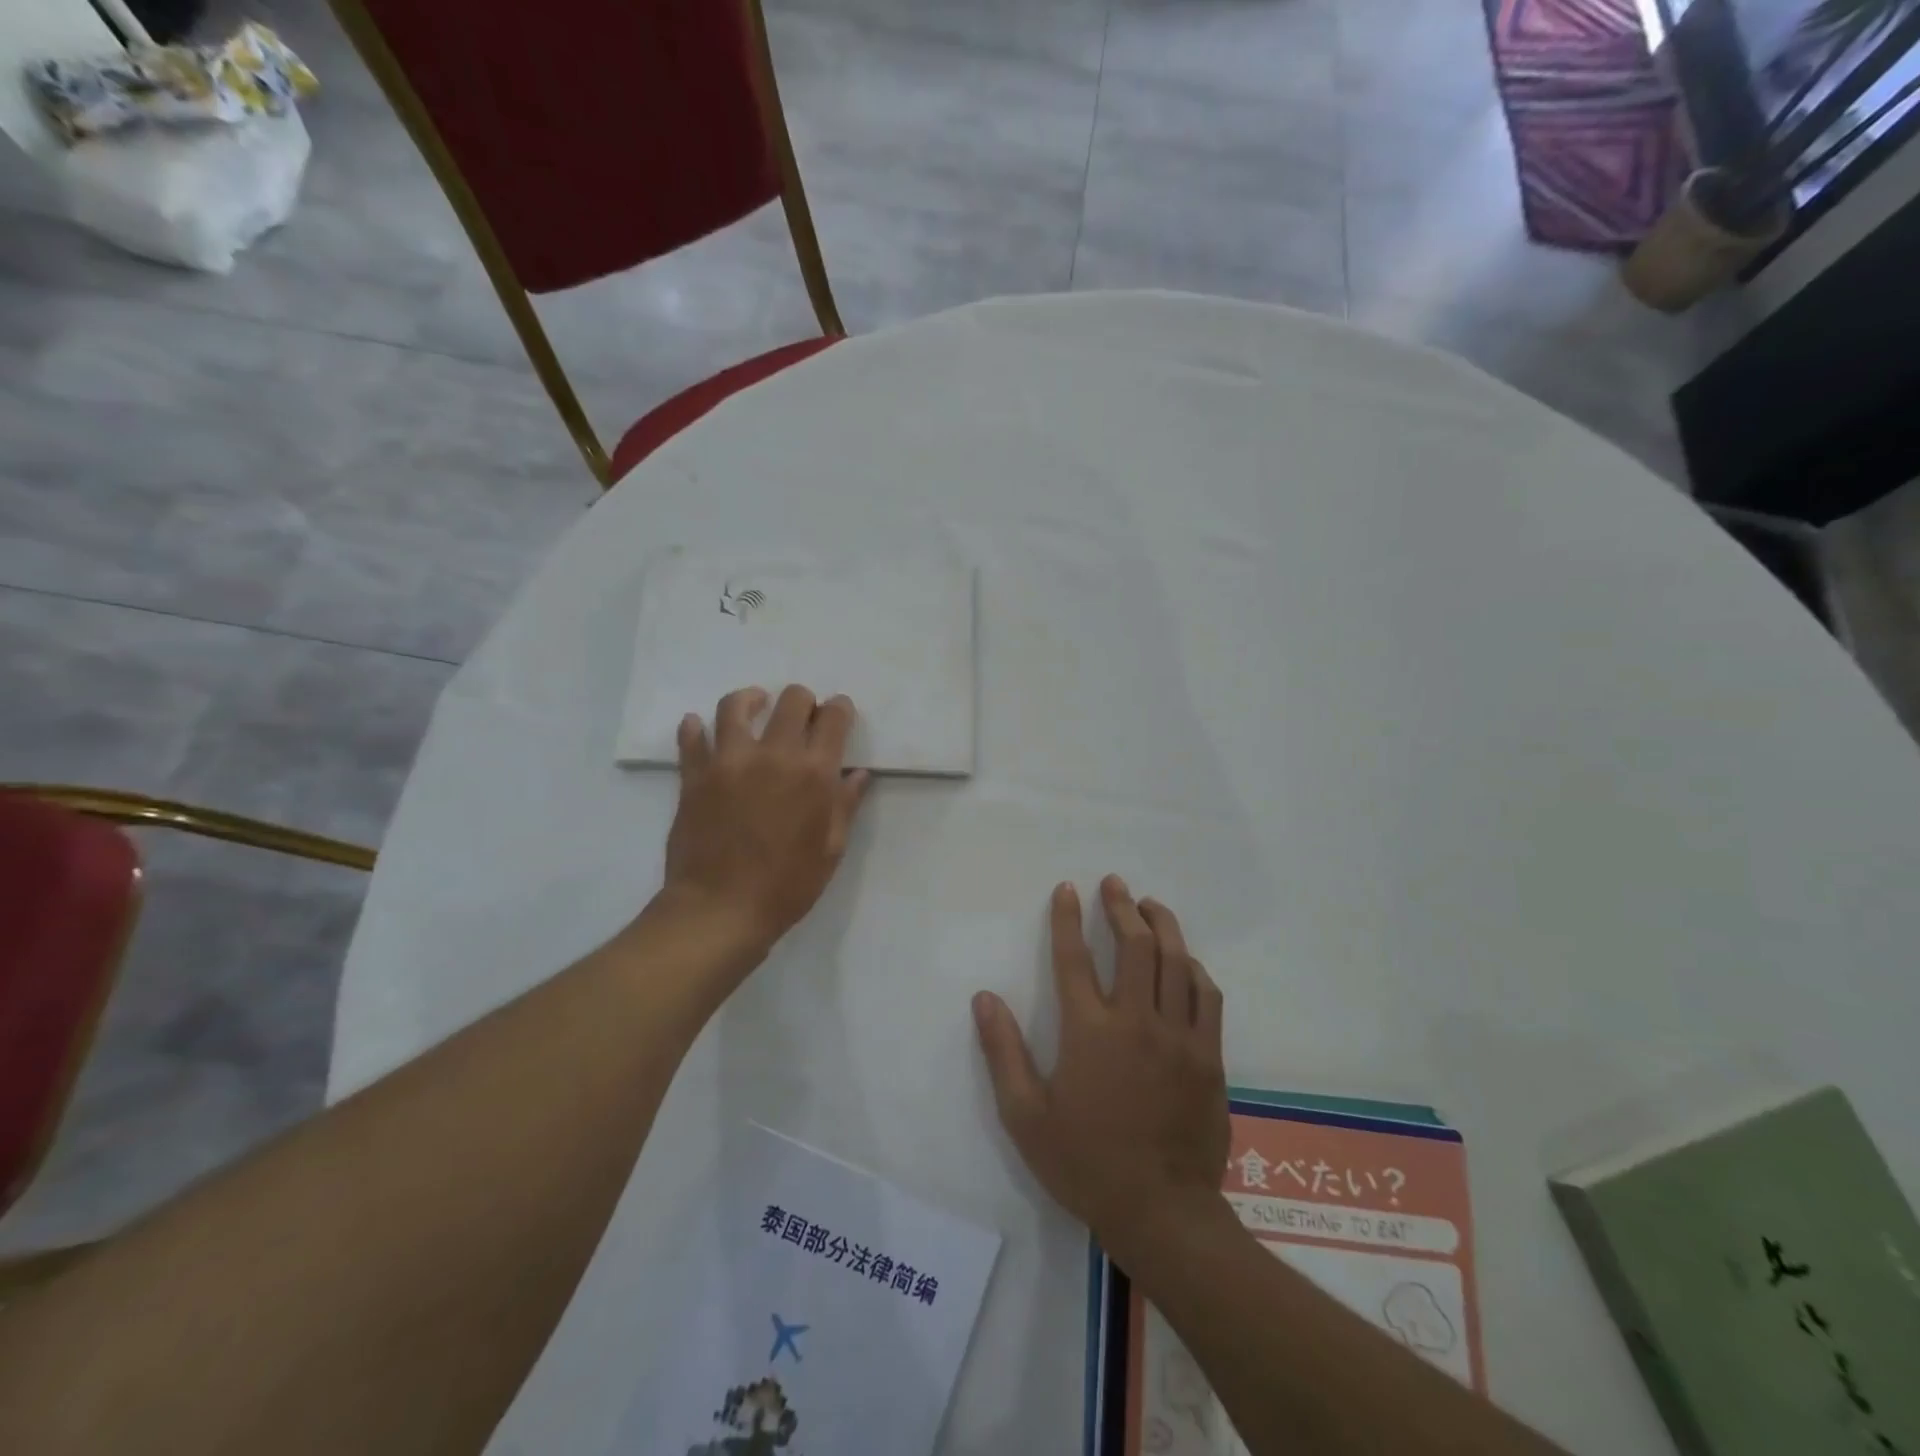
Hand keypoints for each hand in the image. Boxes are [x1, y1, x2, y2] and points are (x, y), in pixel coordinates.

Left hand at [663, 685, 869, 960]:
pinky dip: (695, 728)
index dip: (840, 709)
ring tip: (755, 706)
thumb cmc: (786, 886)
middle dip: (803, 700)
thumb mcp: (830, 850)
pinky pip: (691, 739)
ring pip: (736, 706)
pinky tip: (700, 727)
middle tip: (803, 715)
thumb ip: (845, 805)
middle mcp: (773, 755)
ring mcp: (728, 762)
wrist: (720, 910)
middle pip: (791, 700)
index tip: (839, 713)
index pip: (833, 719)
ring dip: (751, 700)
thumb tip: (857, 774)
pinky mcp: (694, 776)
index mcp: (813, 773)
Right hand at [972, 877, 1230, 1264]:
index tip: (1067, 889)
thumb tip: (984, 998)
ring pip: (1176, 961)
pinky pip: (1207, 996)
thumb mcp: (1026, 1116)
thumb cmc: (1085, 1163)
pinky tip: (1185, 961)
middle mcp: (1137, 1021)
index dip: (1067, 918)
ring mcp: (1179, 1036)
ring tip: (1149, 905)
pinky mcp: (1210, 1056)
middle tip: (1114, 884)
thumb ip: (1003, 1052)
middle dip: (1121, 907)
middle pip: (1134, 946)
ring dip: (1162, 925)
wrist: (1161, 1212)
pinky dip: (1194, 969)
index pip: (1074, 958)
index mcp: (1090, 1032)